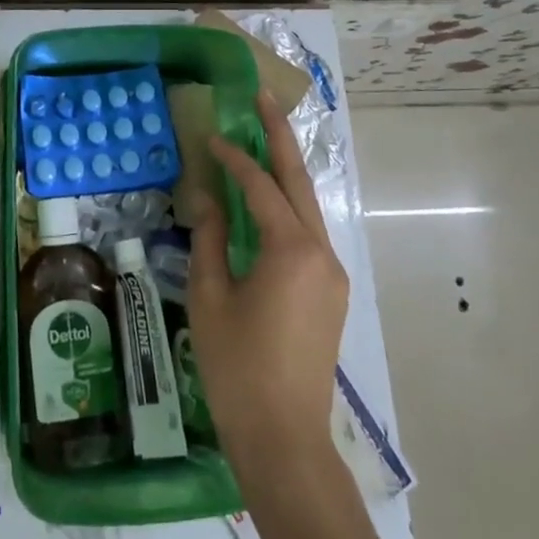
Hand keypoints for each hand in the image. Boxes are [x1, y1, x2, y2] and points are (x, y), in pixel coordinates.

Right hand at [188, 89, 348, 469]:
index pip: (261, 187)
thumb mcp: (211, 297)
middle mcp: (321, 252)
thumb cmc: (237, 367)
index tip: (211, 137)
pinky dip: (286, 208)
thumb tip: (207, 196)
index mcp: (292, 250)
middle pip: (299, 182)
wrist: (285, 439)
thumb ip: (210, 238)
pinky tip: (265, 202)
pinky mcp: (330, 292)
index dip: (234, 158)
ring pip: (307, 207)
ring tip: (262, 140)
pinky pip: (307, 233)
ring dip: (284, 173)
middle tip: (263, 98)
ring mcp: (331, 273)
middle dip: (280, 138)